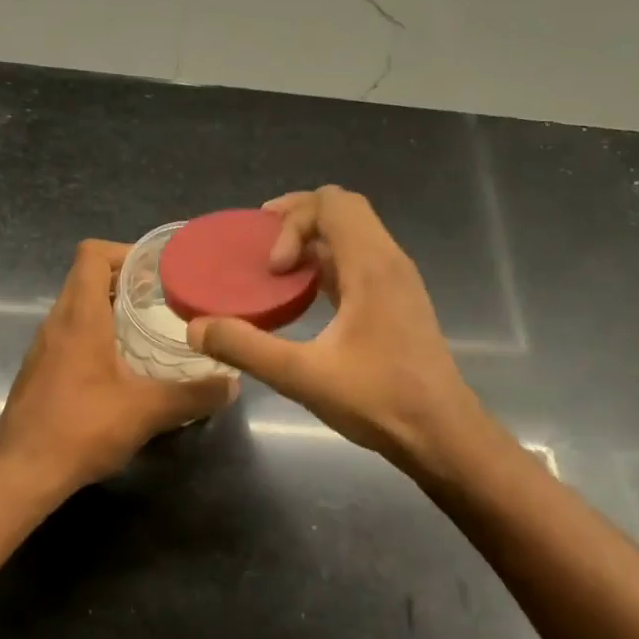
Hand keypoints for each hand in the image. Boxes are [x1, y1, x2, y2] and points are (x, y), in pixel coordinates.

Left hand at [0, 239, 236, 497]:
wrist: (22, 473)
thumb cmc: (82, 429)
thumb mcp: (147, 412)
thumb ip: (193, 395)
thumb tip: (232, 384)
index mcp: (80, 316)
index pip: (92, 254)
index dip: (126, 251)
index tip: (158, 272)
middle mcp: (56, 322)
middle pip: (86, 277)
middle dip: (125, 280)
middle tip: (164, 299)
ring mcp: (43, 346)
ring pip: (76, 306)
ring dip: (110, 308)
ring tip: (148, 329)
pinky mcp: (39, 370)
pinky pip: (69, 334)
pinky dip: (95, 334)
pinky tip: (121, 366)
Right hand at [186, 187, 477, 479]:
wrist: (443, 435)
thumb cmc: (380, 401)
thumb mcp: (303, 376)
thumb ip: (246, 348)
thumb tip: (195, 328)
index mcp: (372, 266)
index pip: (332, 204)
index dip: (292, 221)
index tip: (273, 266)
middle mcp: (389, 261)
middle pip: (343, 209)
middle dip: (298, 218)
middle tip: (263, 247)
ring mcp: (396, 280)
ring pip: (353, 233)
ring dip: (313, 239)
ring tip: (275, 267)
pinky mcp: (396, 301)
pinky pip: (358, 259)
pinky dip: (327, 261)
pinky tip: (303, 295)